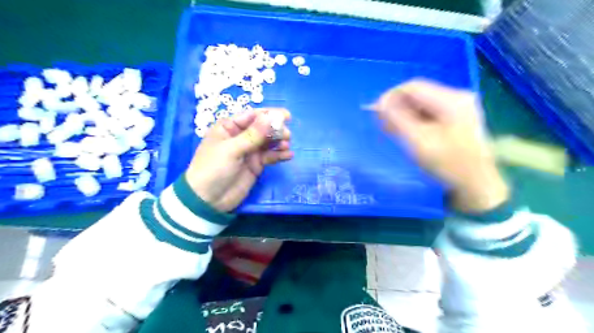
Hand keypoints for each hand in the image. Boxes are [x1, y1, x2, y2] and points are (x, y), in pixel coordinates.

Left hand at [187, 110, 292, 212]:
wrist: (209, 200)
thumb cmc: (213, 168)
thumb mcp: (231, 149)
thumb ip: (252, 135)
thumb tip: (269, 118)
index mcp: (229, 127)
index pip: (252, 116)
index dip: (269, 115)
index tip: (287, 116)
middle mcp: (241, 137)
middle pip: (263, 128)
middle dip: (276, 129)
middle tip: (287, 135)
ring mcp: (250, 151)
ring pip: (268, 142)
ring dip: (279, 142)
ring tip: (287, 145)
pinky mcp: (256, 165)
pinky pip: (270, 156)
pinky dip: (279, 155)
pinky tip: (288, 155)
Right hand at [372, 79, 507, 211]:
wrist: (476, 183)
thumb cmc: (448, 164)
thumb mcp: (418, 141)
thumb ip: (397, 119)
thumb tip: (380, 103)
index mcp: (452, 100)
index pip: (413, 87)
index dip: (391, 96)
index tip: (376, 112)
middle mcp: (457, 97)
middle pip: (418, 94)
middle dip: (397, 107)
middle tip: (382, 124)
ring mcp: (458, 107)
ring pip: (421, 104)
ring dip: (404, 114)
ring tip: (391, 130)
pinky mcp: (456, 117)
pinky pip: (428, 112)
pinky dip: (414, 120)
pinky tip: (405, 131)